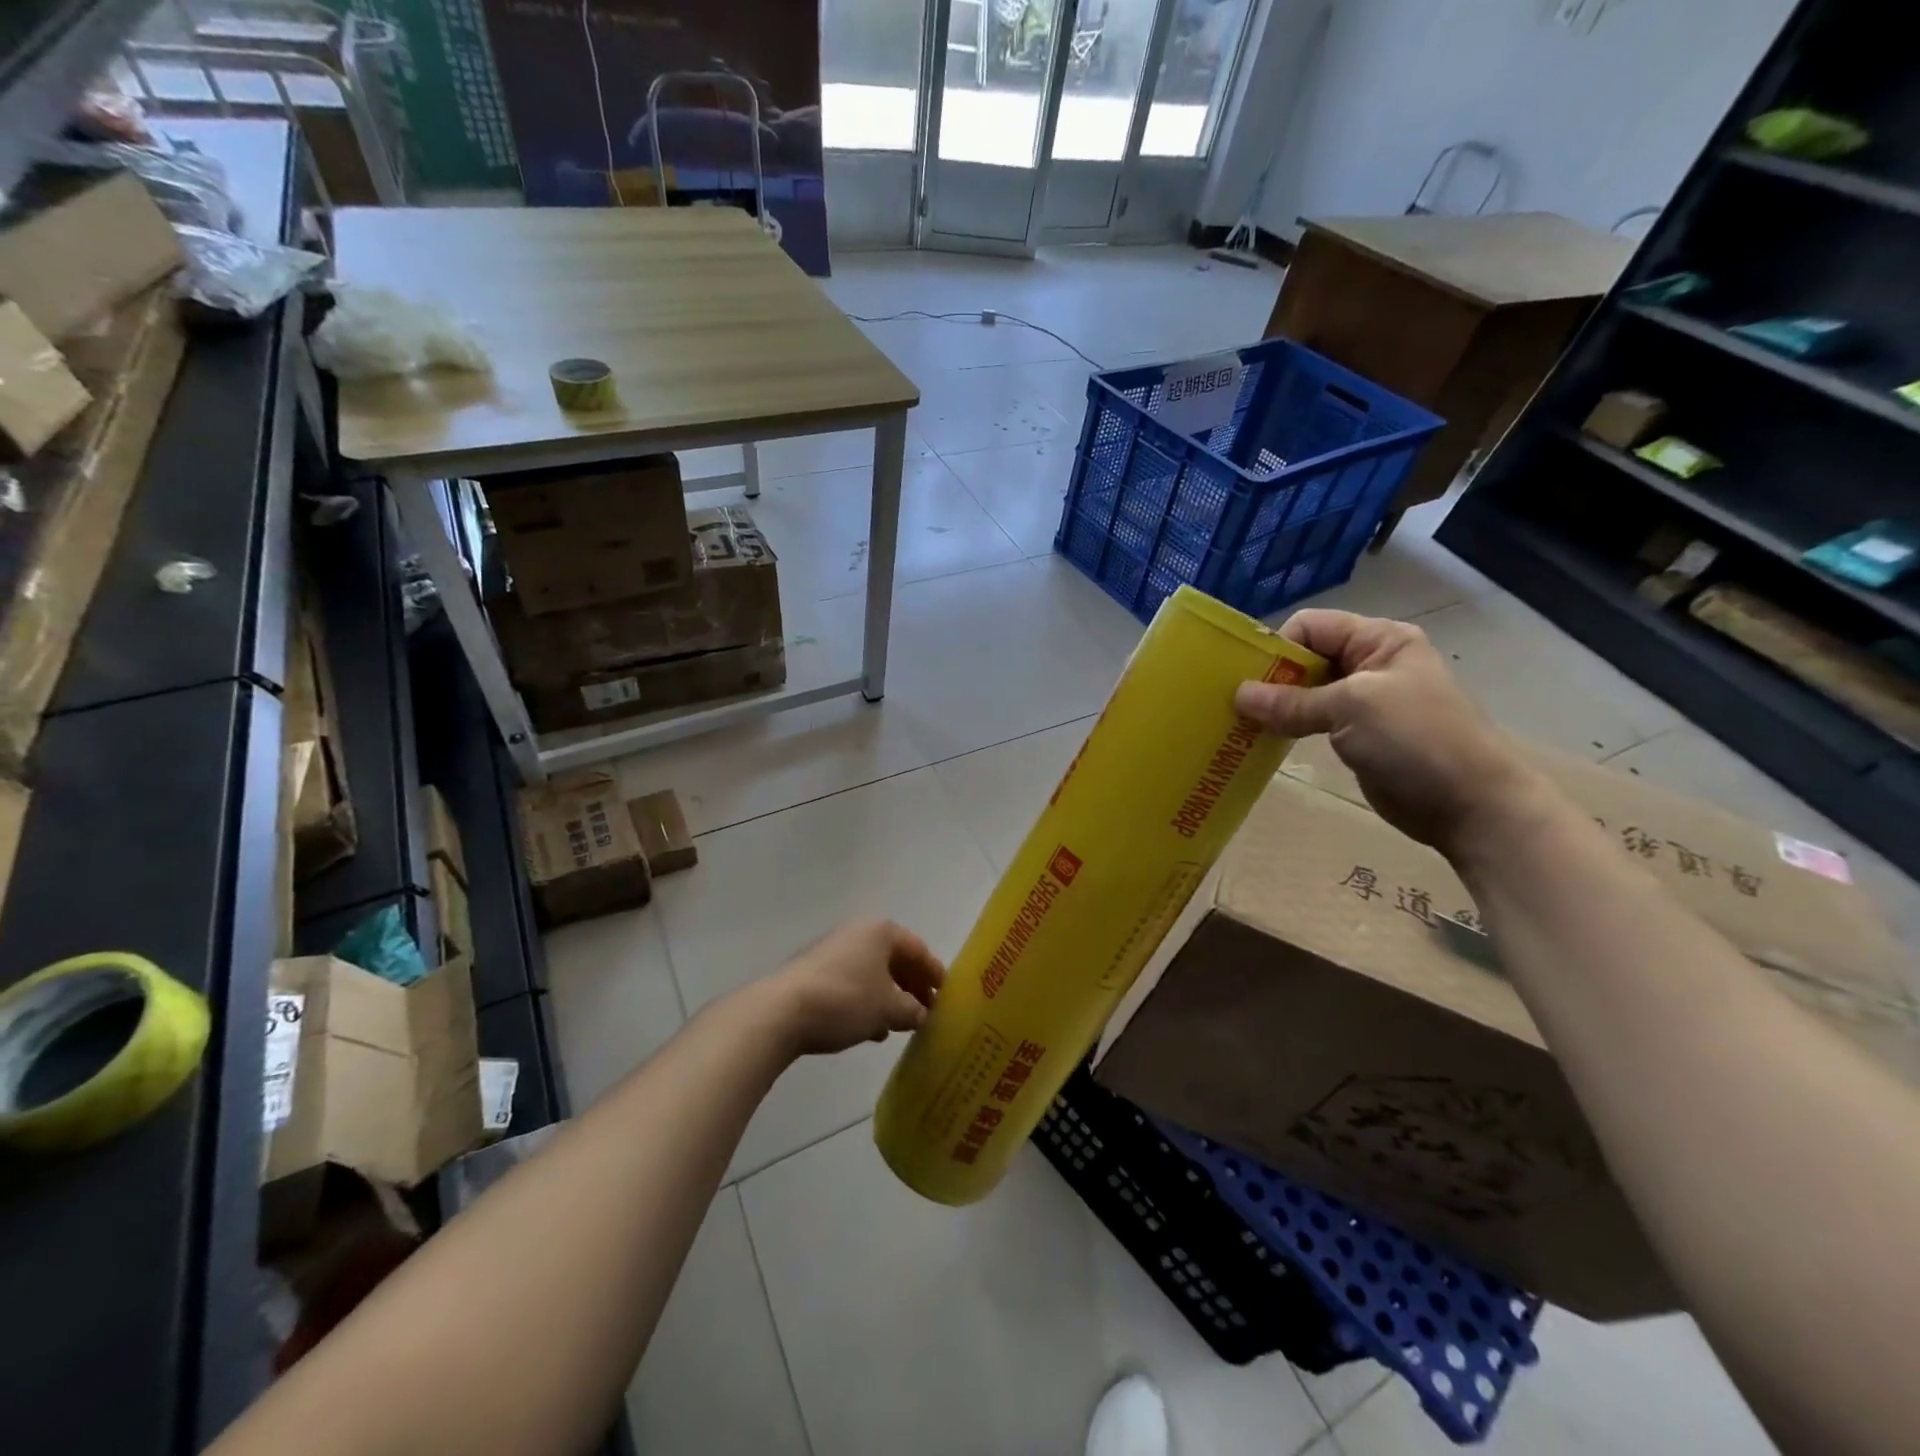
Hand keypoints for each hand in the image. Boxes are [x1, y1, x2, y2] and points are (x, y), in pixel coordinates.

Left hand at [762, 919, 946, 1057]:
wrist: (781, 1012)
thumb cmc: (845, 1001)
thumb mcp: (888, 1009)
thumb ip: (912, 1010)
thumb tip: (922, 1014)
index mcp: (881, 931)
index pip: (918, 949)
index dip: (934, 973)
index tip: (946, 996)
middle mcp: (858, 933)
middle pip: (895, 959)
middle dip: (912, 986)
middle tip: (927, 1011)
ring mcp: (833, 951)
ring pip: (872, 972)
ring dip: (889, 996)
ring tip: (901, 1024)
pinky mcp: (814, 972)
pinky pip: (852, 983)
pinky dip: (867, 1001)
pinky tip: (872, 1029)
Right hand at [1234, 609, 1541, 854]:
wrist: (1470, 804)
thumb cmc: (1416, 739)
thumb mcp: (1352, 708)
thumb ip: (1293, 702)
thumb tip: (1238, 696)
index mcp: (1379, 640)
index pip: (1311, 626)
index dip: (1278, 648)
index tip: (1248, 680)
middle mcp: (1370, 663)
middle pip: (1306, 657)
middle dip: (1271, 678)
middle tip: (1235, 705)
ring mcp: (1364, 701)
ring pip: (1306, 691)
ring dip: (1276, 705)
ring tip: (1242, 724)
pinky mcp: (1357, 734)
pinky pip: (1312, 721)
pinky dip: (1288, 727)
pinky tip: (1264, 740)